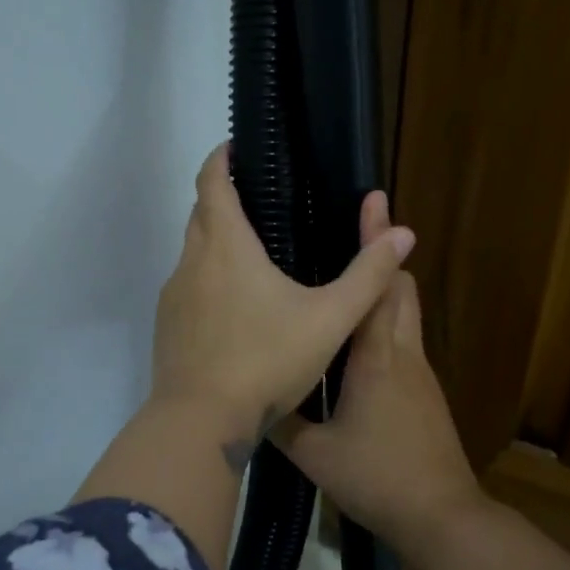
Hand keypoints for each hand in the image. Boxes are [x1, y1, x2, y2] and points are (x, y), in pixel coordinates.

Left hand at [151, 144, 415, 461]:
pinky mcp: (167, 328)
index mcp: (226, 246)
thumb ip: (368, 276)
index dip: (219, 158)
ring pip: (191, 253)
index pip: (211, 182)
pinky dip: (207, 281)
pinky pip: (187, 288)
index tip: (234, 147)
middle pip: (200, 214)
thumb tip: (402, 233)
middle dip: (221, 198)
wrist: (201, 422)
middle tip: (257, 201)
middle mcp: (191, 263)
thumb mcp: (330, 319)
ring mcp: (173, 297)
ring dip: (214, 242)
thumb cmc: (266, 361)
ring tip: (252, 255)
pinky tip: (234, 310)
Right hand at [272, 201, 483, 562]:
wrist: (442, 516)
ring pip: (405, 313)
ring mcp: (420, 373)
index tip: (371, 203)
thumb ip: (281, 422)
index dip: (375, 241)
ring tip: (345, 282)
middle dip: (382, 257)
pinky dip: (384, 323)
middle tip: (352, 235)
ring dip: (383, 290)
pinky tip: (354, 344)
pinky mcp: (426, 393)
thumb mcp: (314, 454)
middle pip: (402, 288)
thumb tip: (252, 399)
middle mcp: (404, 353)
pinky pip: (404, 341)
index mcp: (377, 356)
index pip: (378, 283)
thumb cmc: (378, 477)